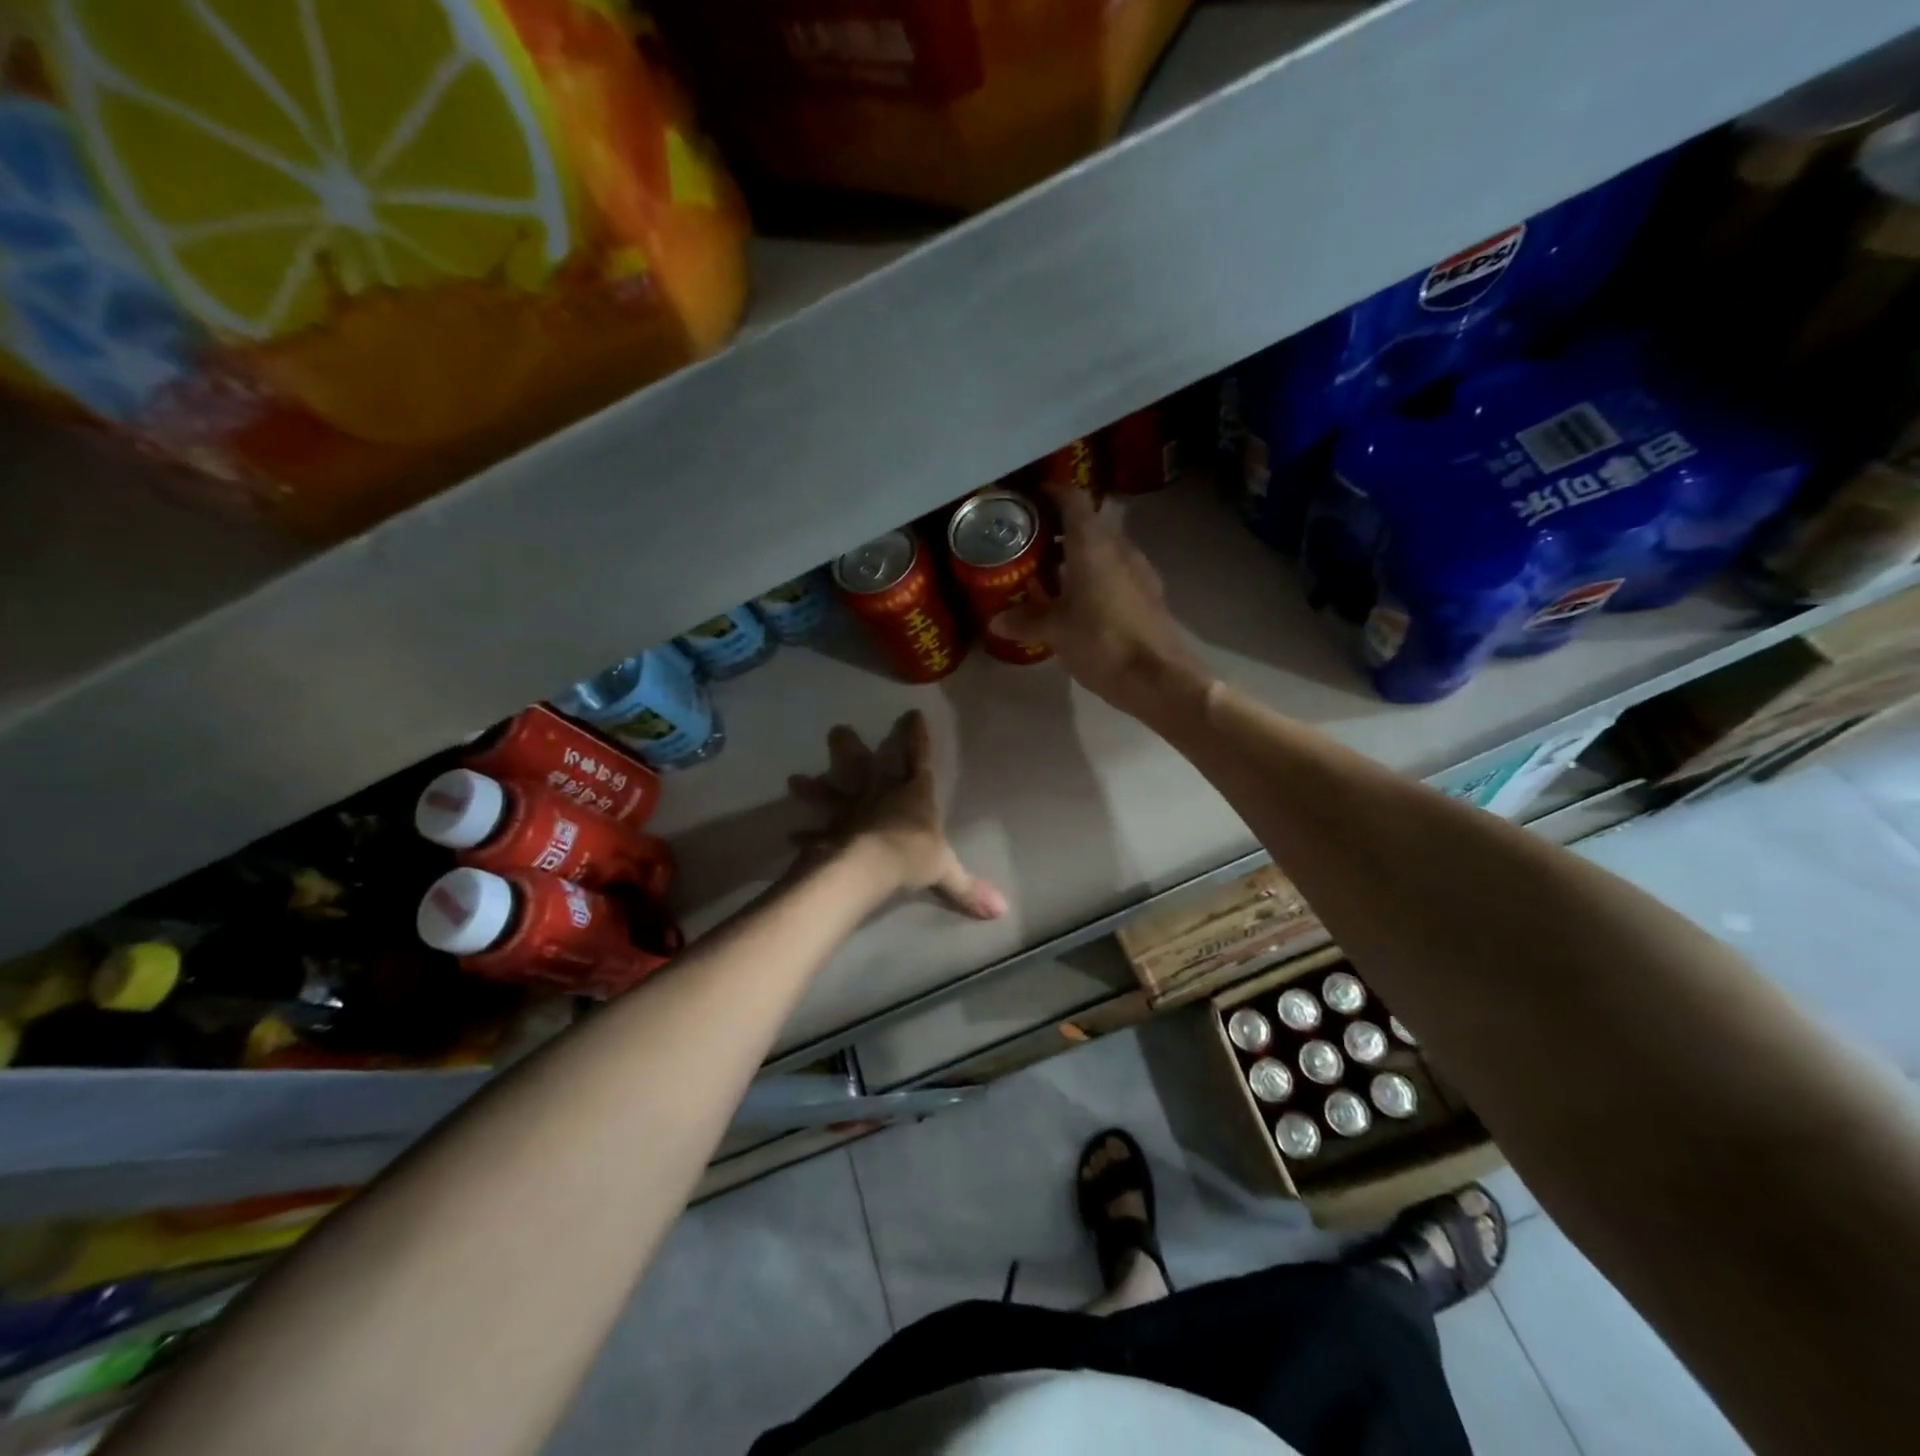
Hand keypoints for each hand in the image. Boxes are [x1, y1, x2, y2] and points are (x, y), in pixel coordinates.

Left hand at [787, 711, 1006, 919]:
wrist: (871, 865)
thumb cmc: (912, 856)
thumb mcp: (946, 871)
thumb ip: (968, 889)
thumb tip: (1001, 911)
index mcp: (913, 796)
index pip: (919, 760)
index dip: (917, 737)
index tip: (912, 713)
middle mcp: (879, 796)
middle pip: (863, 765)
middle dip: (850, 747)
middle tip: (836, 730)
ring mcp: (851, 813)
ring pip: (830, 794)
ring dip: (813, 788)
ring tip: (793, 780)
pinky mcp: (832, 834)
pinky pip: (816, 836)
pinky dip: (805, 838)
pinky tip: (791, 838)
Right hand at [990, 484, 1211, 723]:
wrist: (1158, 678)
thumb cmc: (1102, 643)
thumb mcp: (1055, 632)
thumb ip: (1026, 620)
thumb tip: (996, 621)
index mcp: (1093, 545)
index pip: (1073, 500)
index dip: (1051, 493)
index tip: (1028, 500)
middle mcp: (1119, 548)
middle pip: (1088, 524)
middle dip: (1059, 530)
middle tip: (1029, 543)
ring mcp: (1139, 571)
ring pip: (1103, 549)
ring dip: (1077, 555)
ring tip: (1048, 574)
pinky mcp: (1149, 595)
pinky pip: (1116, 572)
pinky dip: (1094, 576)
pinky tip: (1078, 601)